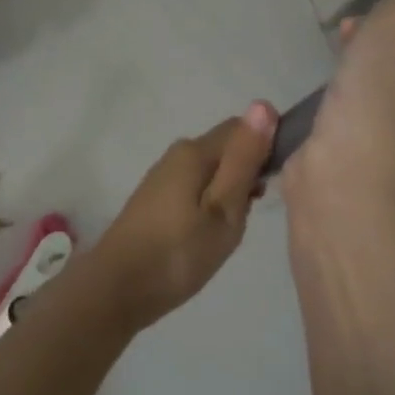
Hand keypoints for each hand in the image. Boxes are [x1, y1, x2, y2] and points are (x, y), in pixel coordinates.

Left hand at [89, 102, 278, 330]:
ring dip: (231, 192)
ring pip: (213, 171)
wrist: (117, 289)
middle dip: (249, 174)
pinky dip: (211, 204)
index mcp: (194, 151)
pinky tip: (210, 234)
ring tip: (231, 230)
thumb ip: (244, 159)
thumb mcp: (223, 209)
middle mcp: (176, 154)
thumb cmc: (178, 253)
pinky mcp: (156, 199)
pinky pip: (197, 188)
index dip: (267, 147)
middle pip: (227, 149)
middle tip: (250, 215)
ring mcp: (163, 177)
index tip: (277, 184)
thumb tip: (262, 104)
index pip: (243, 127)